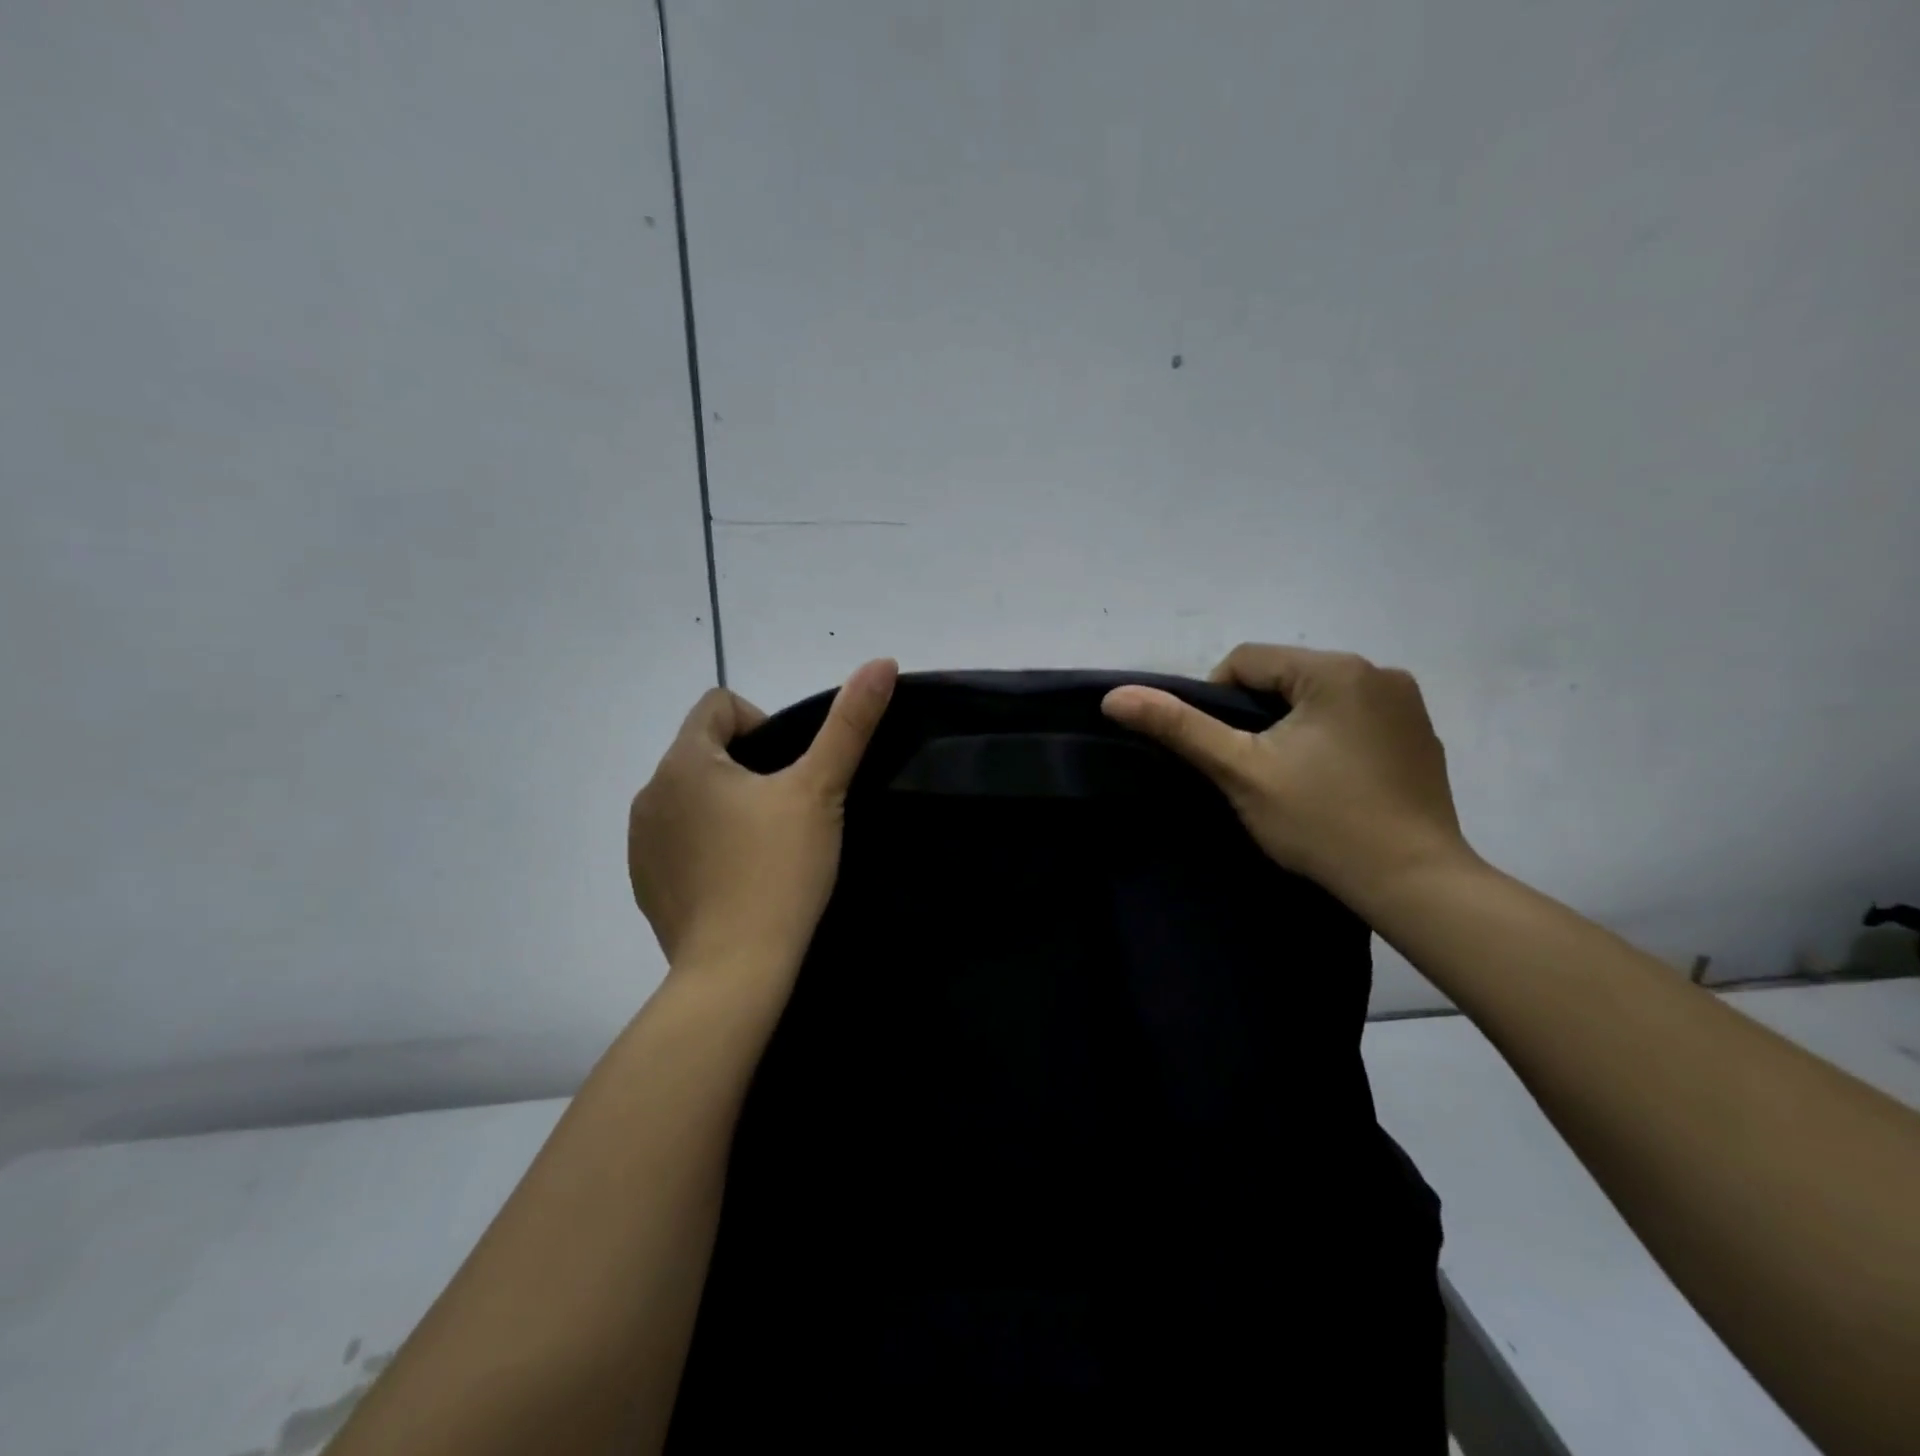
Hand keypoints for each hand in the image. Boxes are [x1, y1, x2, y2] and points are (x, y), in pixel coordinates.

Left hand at [628, 659, 897, 972]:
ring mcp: (641, 841)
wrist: (735, 970)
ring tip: (765, 847)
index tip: (789, 773)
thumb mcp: (821, 790)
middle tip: (787, 812)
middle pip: (705, 751)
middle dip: (747, 768)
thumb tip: (882, 662)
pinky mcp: (644, 881)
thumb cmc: (779, 870)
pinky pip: (678, 839)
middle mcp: (650, 793)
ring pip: (692, 797)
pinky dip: (706, 844)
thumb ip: (850, 723)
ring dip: (726, 805)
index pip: (718, 705)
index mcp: (685, 761)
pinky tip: (738, 878)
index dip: (761, 724)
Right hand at [1101, 644, 1470, 903]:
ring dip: (1292, 725)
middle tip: (1250, 769)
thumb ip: (1178, 727)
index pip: (1247, 661)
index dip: (1216, 701)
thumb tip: (1115, 695)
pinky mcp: (1420, 734)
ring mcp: (1407, 703)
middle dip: (1256, 715)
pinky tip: (1332, 782)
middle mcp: (1379, 671)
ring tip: (1289, 778)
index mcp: (1335, 669)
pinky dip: (1331, 737)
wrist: (1413, 882)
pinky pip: (1355, 717)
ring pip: (1318, 697)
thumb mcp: (1240, 771)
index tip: (1221, 751)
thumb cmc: (1321, 822)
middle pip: (1285, 677)